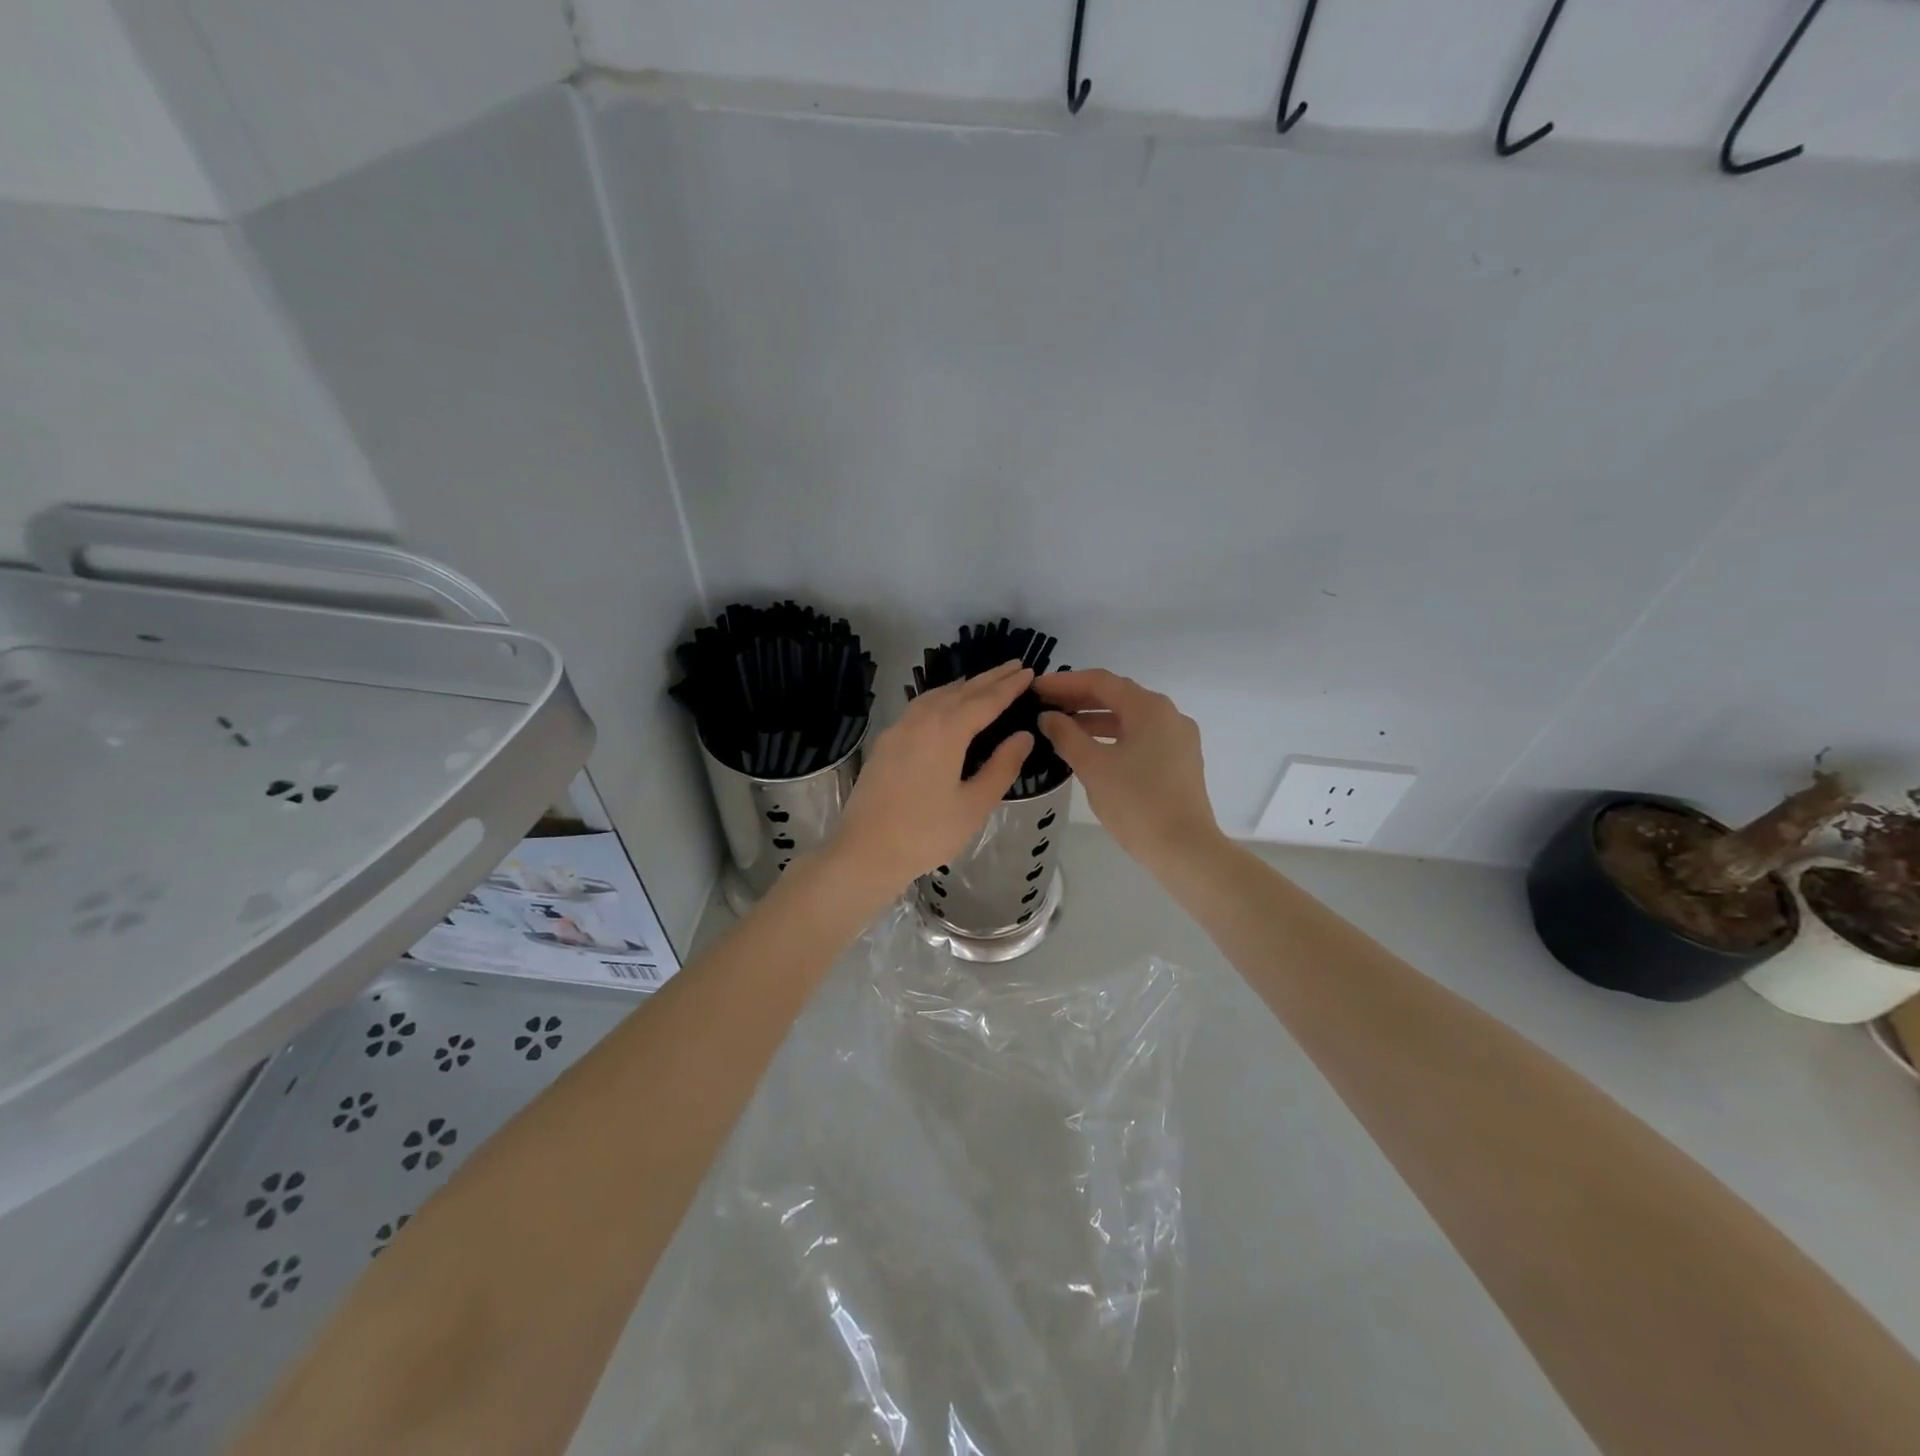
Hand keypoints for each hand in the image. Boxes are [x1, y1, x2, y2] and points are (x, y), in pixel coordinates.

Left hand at [826, 661, 1035, 897]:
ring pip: (936, 696)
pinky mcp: (885, 743)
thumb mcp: (974, 804)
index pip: (985, 700)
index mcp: (946, 731)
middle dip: (989, 678)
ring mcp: (898, 729)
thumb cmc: (926, 833)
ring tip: (984, 683)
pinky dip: (941, 698)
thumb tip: (1023, 735)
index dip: (1009, 686)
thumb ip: (1002, 766)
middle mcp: (920, 720)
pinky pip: (919, 708)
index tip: (1029, 671)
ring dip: (963, 686)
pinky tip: (945, 707)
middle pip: (960, 691)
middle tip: (1014, 666)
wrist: (865, 852)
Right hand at [1035, 670, 1222, 869]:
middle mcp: (1168, 714)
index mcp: (1149, 708)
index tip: (1036, 688)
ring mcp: (1178, 737)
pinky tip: (1091, 749)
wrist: (1185, 849)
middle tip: (1044, 705)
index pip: (1100, 682)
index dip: (1064, 682)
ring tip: (1061, 728)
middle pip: (1117, 696)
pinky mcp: (1180, 760)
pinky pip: (1141, 736)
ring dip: (1095, 719)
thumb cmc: (1136, 803)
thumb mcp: (1093, 767)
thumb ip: (1066, 735)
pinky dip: (1114, 736)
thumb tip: (1048, 716)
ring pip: (1130, 718)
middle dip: (1079, 699)